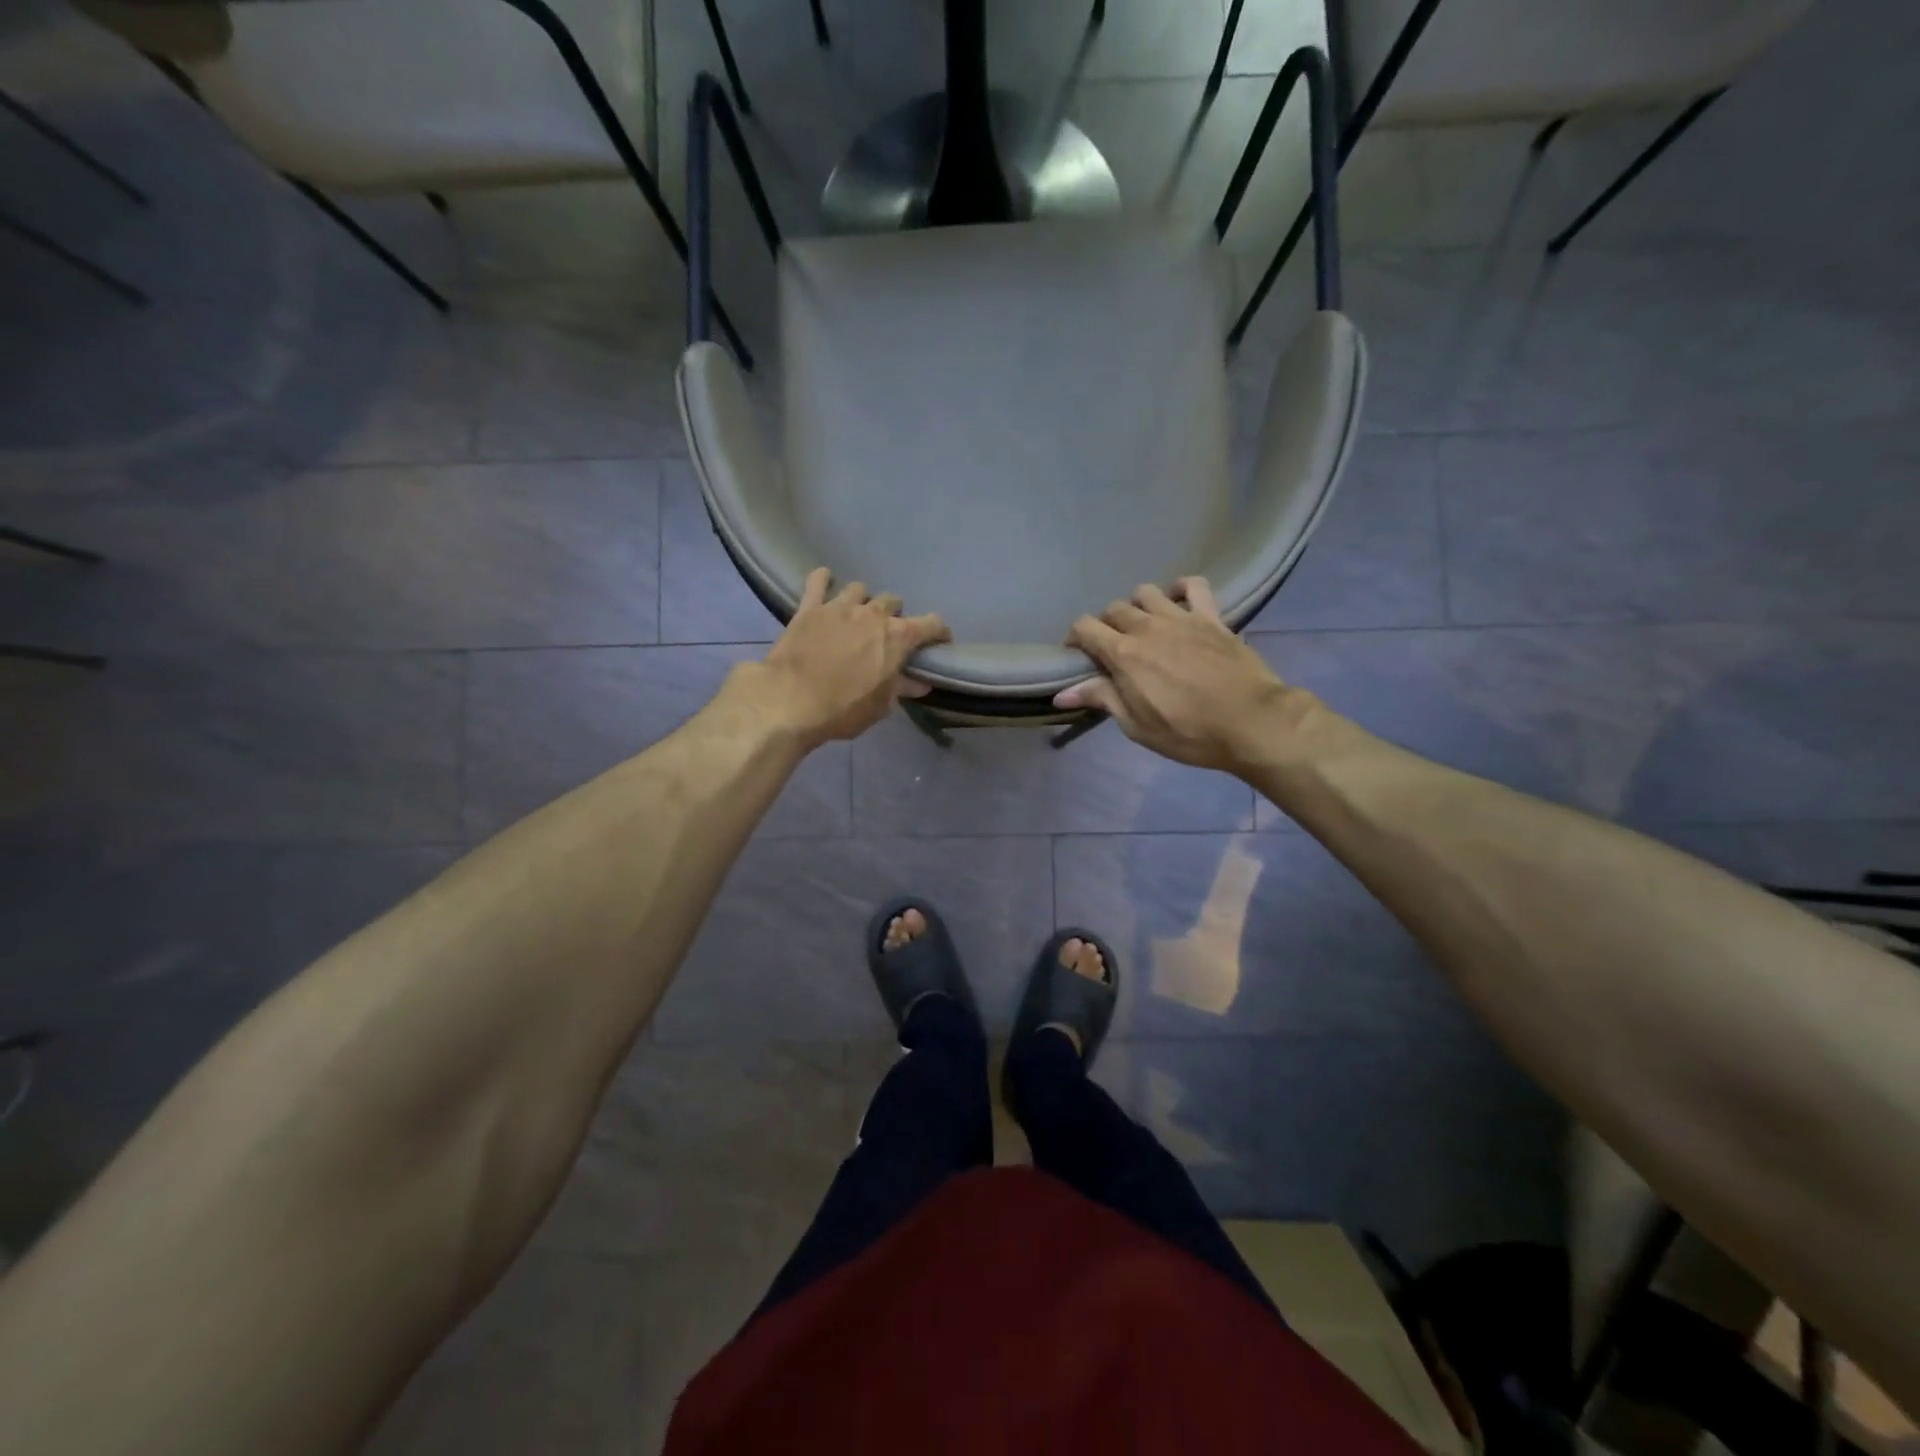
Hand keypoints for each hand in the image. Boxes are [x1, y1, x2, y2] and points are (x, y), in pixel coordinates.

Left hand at [748, 568, 951, 747]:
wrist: (790, 700)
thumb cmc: (843, 709)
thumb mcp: (880, 706)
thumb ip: (901, 689)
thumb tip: (919, 683)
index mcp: (897, 637)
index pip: (932, 624)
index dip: (939, 632)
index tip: (940, 642)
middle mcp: (873, 614)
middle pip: (893, 602)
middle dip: (895, 616)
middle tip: (887, 635)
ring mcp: (839, 606)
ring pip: (859, 589)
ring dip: (862, 601)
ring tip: (856, 615)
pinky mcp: (809, 608)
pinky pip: (818, 582)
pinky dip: (823, 580)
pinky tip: (824, 582)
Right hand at [1056, 578, 1305, 772]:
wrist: (1250, 722)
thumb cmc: (1188, 732)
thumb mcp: (1136, 725)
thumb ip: (1101, 699)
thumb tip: (1061, 694)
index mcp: (1124, 654)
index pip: (1085, 628)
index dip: (1075, 638)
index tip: (1077, 654)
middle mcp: (1147, 627)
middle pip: (1113, 609)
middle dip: (1105, 625)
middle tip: (1112, 648)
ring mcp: (1181, 618)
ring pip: (1146, 593)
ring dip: (1137, 605)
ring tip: (1143, 625)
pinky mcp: (1211, 617)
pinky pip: (1194, 585)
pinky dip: (1181, 588)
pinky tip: (1178, 600)